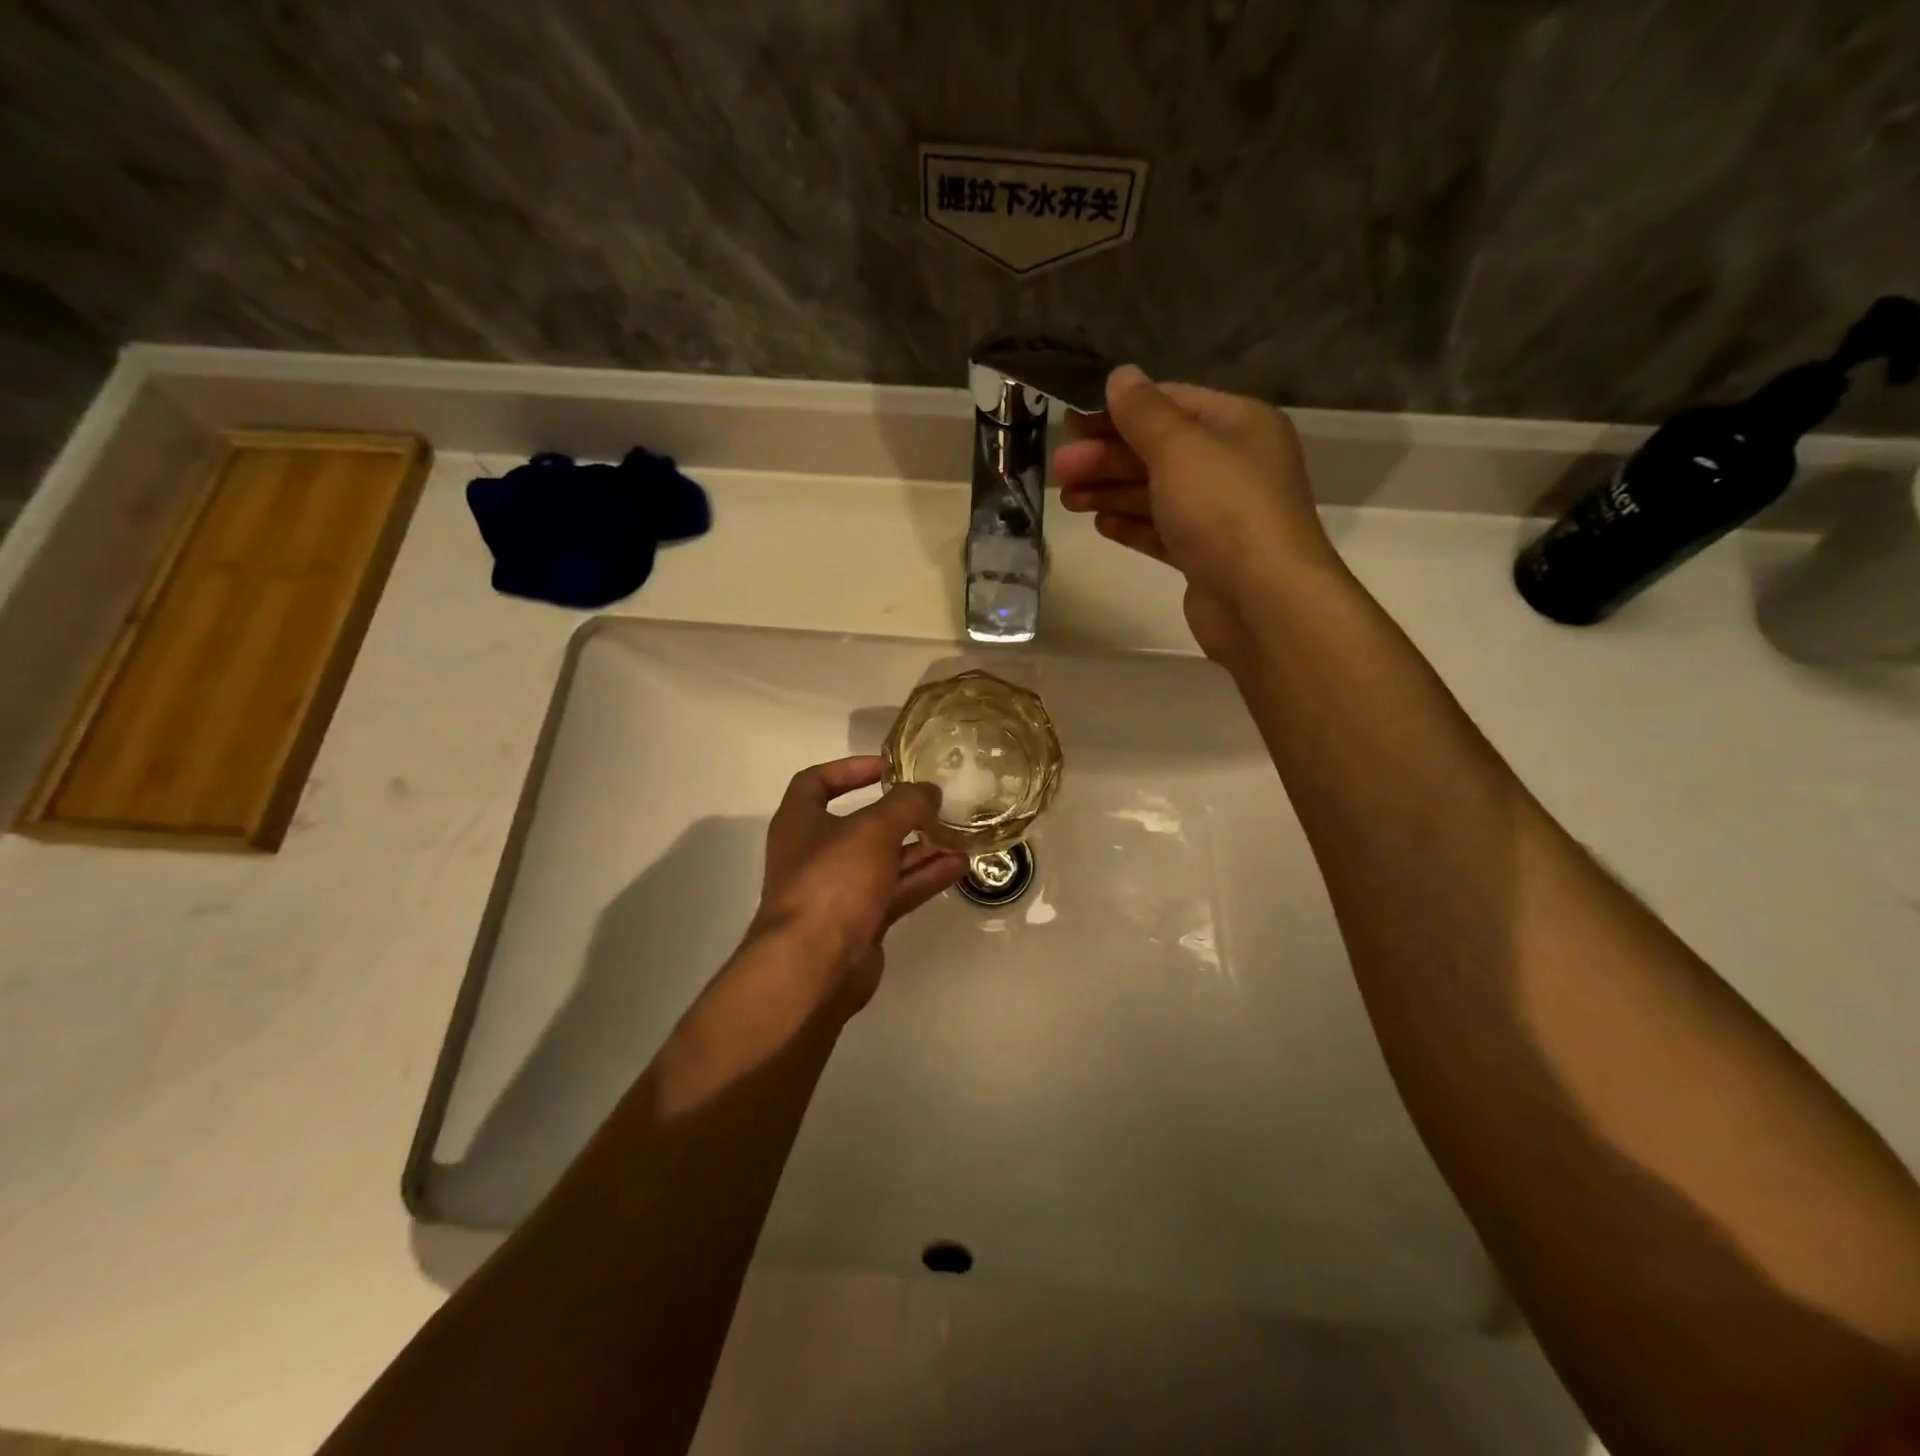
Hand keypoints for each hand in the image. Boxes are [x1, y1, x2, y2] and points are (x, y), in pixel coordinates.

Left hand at [747, 756, 966, 1010]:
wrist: (813, 965)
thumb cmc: (833, 880)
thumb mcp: (873, 829)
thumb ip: (906, 804)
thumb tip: (929, 791)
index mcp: (800, 822)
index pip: (817, 782)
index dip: (850, 769)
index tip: (888, 767)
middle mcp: (815, 853)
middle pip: (860, 825)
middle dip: (900, 815)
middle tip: (936, 804)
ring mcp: (837, 891)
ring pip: (884, 860)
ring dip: (919, 847)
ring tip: (958, 835)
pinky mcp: (860, 921)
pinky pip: (895, 891)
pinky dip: (923, 878)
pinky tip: (958, 867)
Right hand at [1053, 365, 1336, 664]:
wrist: (1262, 600)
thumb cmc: (1223, 509)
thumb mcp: (1179, 448)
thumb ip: (1144, 413)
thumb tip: (1121, 376)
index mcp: (1238, 424)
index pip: (1171, 403)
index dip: (1119, 411)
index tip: (1073, 423)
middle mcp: (1232, 464)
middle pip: (1159, 451)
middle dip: (1106, 457)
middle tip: (1059, 468)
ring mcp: (1220, 514)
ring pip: (1156, 493)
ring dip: (1110, 491)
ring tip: (1067, 499)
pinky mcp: (1206, 557)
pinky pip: (1162, 532)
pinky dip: (1132, 524)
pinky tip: (1100, 523)